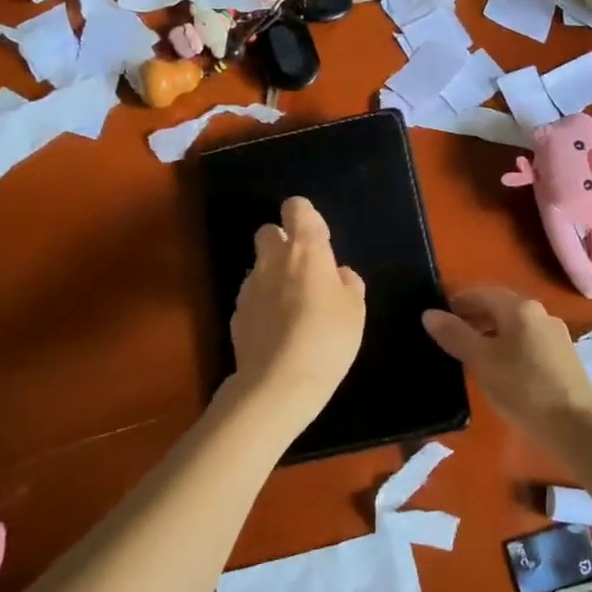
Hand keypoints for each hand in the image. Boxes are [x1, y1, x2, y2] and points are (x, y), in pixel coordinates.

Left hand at [228, 197, 365, 423]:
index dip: (306, 217)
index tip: (319, 240)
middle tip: (303, 270)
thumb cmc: (327, 339)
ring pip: (259, 266)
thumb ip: (348, 284)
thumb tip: (338, 274)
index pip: (297, 208)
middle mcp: (272, 260)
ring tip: (293, 308)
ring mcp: (249, 287)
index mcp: (306, 250)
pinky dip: (263, 305)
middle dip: (282, 241)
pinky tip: (277, 331)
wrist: (278, 383)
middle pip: (268, 231)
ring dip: (273, 276)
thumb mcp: (355, 311)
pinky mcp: (236, 314)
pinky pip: (252, 297)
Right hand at [422, 287, 591, 440]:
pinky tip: (499, 372)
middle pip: (498, 308)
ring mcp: (555, 336)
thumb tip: (429, 314)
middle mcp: (540, 314)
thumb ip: (454, 335)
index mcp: (520, 308)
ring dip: (489, 335)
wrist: (577, 427)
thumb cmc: (524, 388)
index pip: (480, 293)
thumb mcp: (481, 361)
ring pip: (513, 327)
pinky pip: (527, 343)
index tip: (436, 321)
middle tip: (448, 340)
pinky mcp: (563, 358)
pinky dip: (507, 349)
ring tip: (469, 358)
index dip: (456, 303)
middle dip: (472, 319)